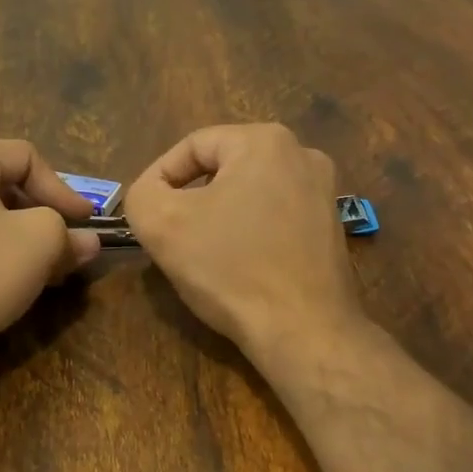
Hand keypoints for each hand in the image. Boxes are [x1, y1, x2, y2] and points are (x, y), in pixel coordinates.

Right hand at [124, 123, 363, 363]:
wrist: (303, 330)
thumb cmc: (230, 269)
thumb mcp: (161, 224)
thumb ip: (141, 194)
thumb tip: (151, 193)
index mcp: (264, 141)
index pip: (192, 146)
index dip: (159, 179)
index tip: (147, 216)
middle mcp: (303, 155)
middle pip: (223, 169)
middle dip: (191, 200)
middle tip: (171, 236)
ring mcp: (324, 193)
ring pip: (248, 195)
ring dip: (218, 218)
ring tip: (201, 254)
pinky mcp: (331, 229)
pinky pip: (274, 219)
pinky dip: (249, 235)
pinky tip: (237, 268)